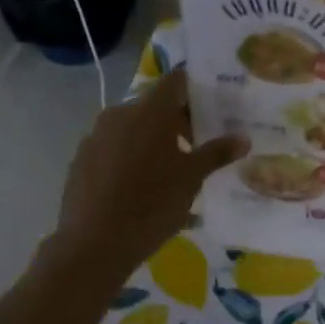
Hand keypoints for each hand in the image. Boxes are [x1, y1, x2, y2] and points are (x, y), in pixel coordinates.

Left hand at [46, 69, 246, 283]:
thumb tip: (242, 139)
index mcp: (150, 111)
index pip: (176, 81)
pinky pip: (113, 147)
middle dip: (177, 120)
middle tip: (198, 144)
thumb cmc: (152, 204)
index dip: (196, 89)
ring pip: (132, 127)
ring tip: (171, 169)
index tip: (213, 105)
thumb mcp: (192, 179)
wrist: (94, 243)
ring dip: (153, 139)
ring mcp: (96, 135)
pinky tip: (140, 186)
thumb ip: (216, 153)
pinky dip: (130, 156)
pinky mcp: (81, 158)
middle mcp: (120, 113)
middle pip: (154, 105)